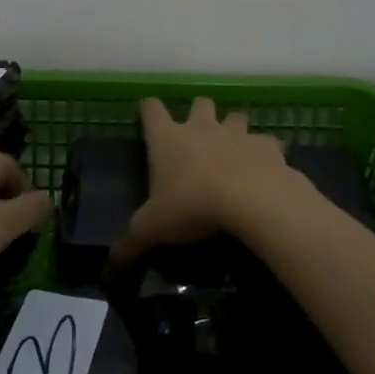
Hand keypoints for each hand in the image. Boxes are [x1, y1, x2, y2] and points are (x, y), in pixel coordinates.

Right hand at [106, 97, 295, 272]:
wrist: (250, 200)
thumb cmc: (191, 206)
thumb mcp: (152, 230)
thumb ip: (129, 245)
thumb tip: (107, 270)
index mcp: (168, 139)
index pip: (152, 109)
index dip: (149, 110)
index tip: (148, 115)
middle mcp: (201, 127)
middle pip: (199, 103)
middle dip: (199, 114)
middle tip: (198, 137)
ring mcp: (237, 133)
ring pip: (236, 116)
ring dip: (234, 128)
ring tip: (234, 151)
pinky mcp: (267, 146)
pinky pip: (267, 142)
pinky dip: (265, 153)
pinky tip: (265, 170)